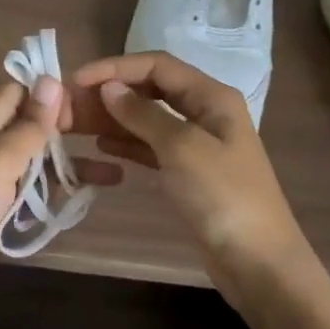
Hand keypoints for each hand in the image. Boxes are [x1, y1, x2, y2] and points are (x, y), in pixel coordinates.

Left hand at [0, 76, 122, 312]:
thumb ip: (29, 124)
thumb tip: (51, 79)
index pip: (22, 90)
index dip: (53, 94)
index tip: (89, 108)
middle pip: (32, 124)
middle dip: (69, 130)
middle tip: (110, 138)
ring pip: (35, 159)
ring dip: (68, 163)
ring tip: (113, 174)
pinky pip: (27, 188)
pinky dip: (51, 190)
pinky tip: (81, 198)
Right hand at [69, 52, 312, 310]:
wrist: (258, 262)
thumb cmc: (223, 197)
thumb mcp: (182, 148)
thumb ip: (143, 114)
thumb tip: (110, 87)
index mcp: (212, 96)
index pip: (157, 65)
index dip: (115, 68)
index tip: (77, 80)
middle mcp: (205, 112)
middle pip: (152, 89)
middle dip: (112, 92)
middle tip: (71, 104)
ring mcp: (198, 144)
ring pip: (149, 118)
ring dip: (115, 118)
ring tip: (76, 124)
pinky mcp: (189, 172)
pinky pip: (152, 146)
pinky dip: (128, 143)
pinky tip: (102, 147)